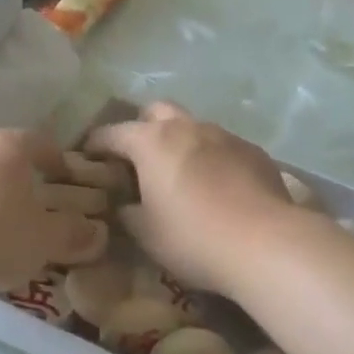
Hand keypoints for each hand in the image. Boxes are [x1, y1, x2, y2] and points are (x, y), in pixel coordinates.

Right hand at [84, 103, 302, 294]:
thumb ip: (128, 213)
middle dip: (142, 127)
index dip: (96, 144)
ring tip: (181, 174)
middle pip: (156, 111)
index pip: (112, 133)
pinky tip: (219, 186)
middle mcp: (187, 127)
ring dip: (181, 142)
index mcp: (152, 142)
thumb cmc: (193, 237)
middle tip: (138, 158)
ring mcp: (224, 136)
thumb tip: (126, 204)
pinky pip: (223, 146)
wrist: (266, 242)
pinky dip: (212, 158)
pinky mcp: (254, 151)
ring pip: (194, 127)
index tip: (87, 156)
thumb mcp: (147, 234)